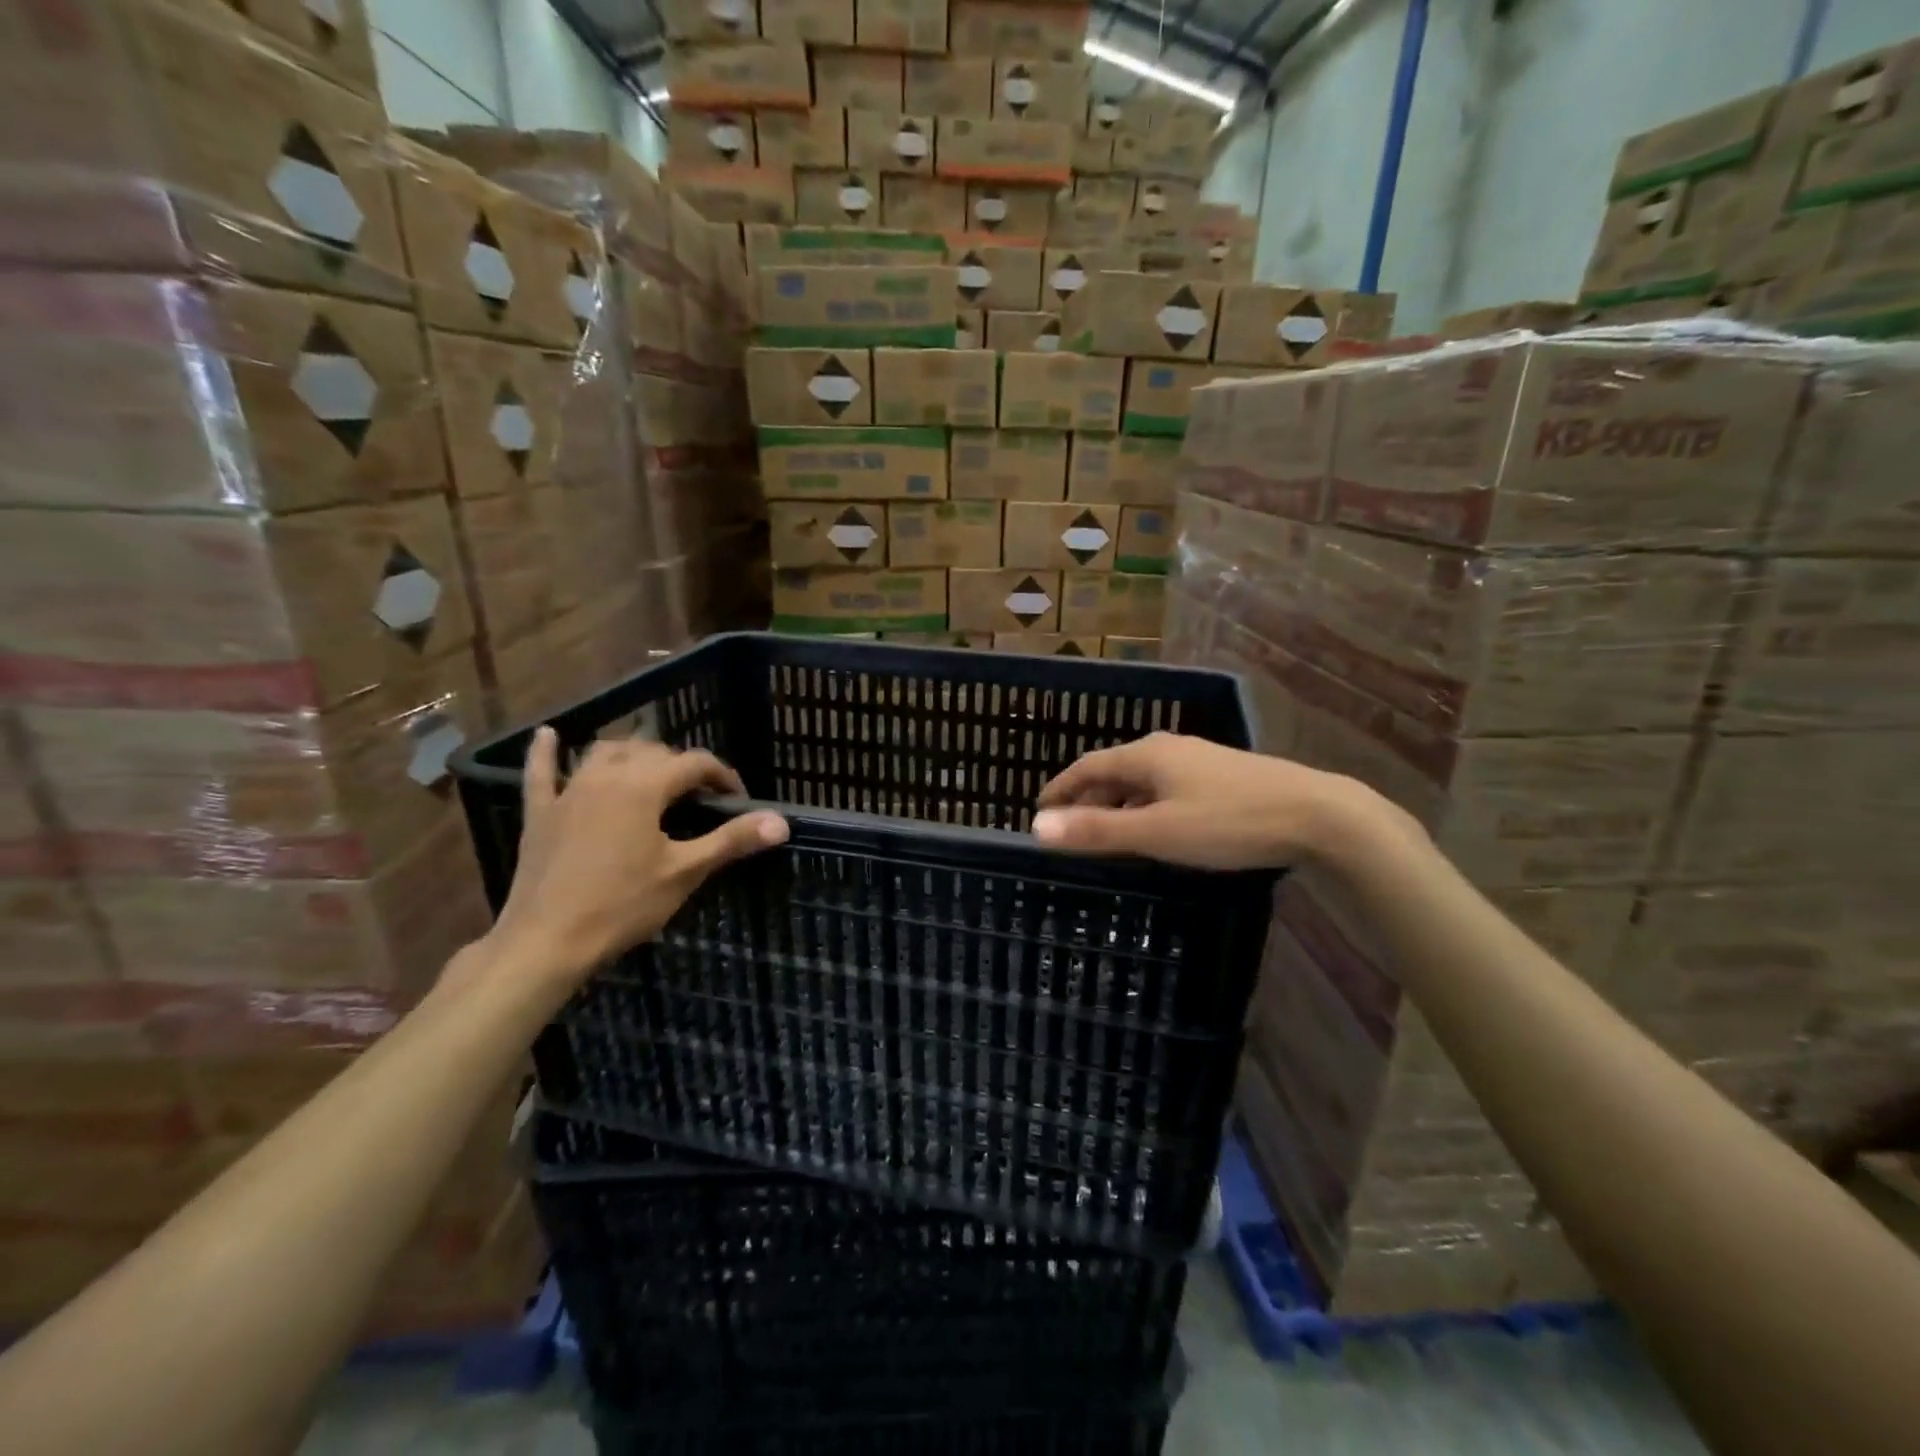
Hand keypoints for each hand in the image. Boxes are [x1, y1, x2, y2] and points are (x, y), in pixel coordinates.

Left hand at [484, 729, 787, 986]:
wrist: (546, 942)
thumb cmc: (623, 906)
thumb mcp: (685, 873)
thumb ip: (732, 840)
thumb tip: (781, 821)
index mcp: (644, 786)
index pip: (694, 763)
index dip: (722, 776)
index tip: (737, 799)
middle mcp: (606, 776)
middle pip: (652, 752)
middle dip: (681, 766)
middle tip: (699, 798)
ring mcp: (568, 792)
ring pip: (605, 753)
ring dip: (633, 754)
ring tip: (651, 771)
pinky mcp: (541, 813)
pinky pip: (541, 773)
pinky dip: (547, 753)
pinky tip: (549, 735)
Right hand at [1032, 731, 1418, 870]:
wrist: (1316, 814)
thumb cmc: (1228, 823)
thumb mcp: (1157, 832)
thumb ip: (1097, 831)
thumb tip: (1038, 828)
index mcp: (1146, 754)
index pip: (1087, 766)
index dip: (1060, 788)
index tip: (1039, 811)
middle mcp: (1169, 749)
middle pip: (1114, 772)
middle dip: (1087, 799)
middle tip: (1069, 831)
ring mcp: (1198, 761)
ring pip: (1142, 782)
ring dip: (1118, 806)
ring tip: (1106, 836)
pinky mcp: (1222, 777)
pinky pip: (1166, 789)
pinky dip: (1146, 808)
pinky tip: (1155, 831)